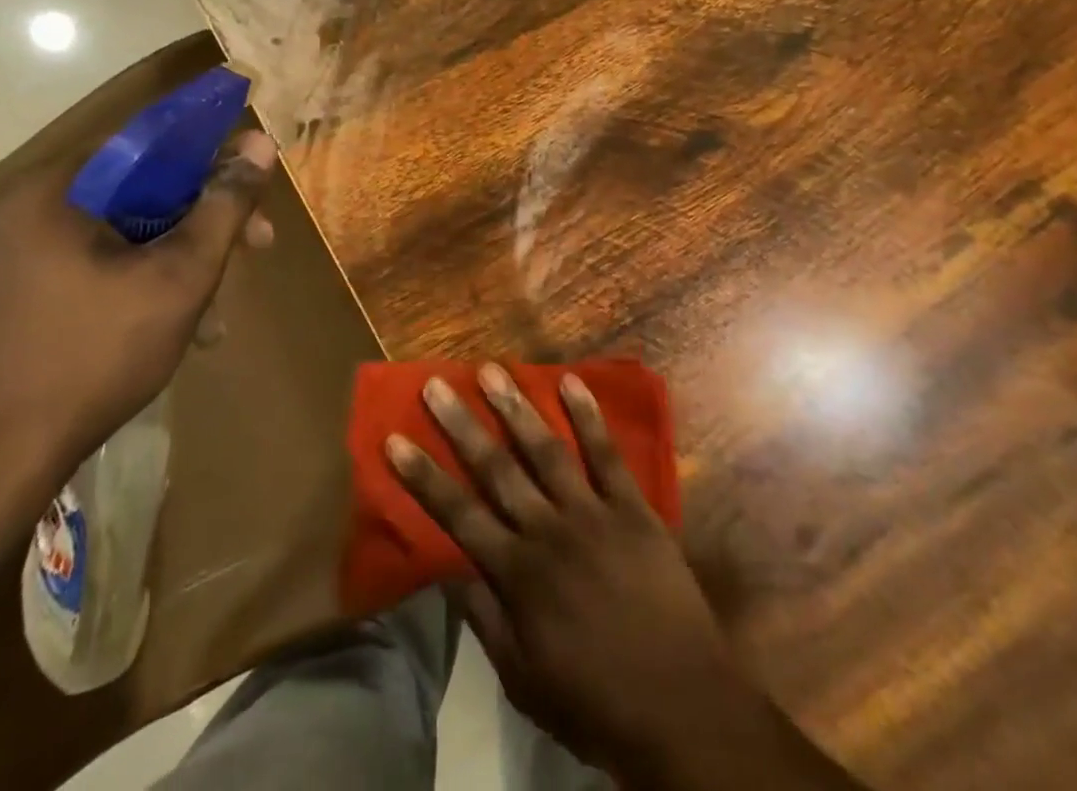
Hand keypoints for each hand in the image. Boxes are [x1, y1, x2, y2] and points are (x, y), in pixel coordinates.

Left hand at [0, 131, 276, 488]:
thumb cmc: (93, 354)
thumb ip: (224, 206)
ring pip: (122, 236)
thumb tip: (259, 143)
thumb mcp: (179, 276)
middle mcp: (27, 213)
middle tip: (255, 250)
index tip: (254, 192)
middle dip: (204, 222)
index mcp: (55, 191)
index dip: (212, 160)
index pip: (149, 144)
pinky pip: (95, 269)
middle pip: (140, 193)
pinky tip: (175, 329)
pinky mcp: (14, 301)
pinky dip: (140, 285)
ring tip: (216, 311)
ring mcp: (14, 260)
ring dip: (178, 261)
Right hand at [386, 365, 758, 779]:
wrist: (681, 705)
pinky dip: (588, 417)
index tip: (395, 439)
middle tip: (437, 385)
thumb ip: (484, 616)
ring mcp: (593, 512)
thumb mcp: (523, 678)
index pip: (458, 515)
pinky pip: (607, 453)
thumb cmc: (595, 699)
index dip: (424, 477)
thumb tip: (446, 567)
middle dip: (461, 425)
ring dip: (516, 408)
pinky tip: (571, 383)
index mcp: (518, 574)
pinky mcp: (633, 506)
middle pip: (497, 469)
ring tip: (491, 371)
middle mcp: (548, 531)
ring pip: (546, 449)